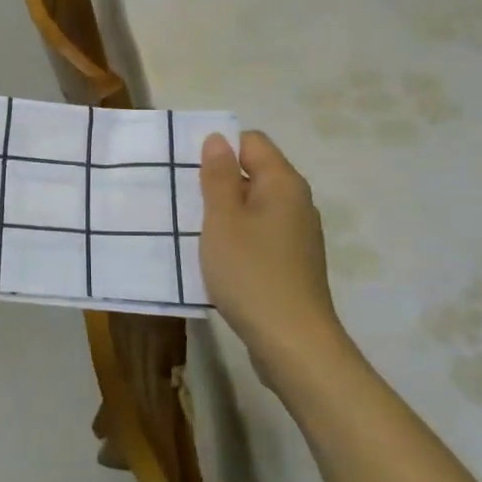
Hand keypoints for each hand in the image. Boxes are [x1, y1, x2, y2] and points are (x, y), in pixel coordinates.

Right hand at [199, 131, 353, 393]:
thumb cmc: (251, 273)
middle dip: (218, 182)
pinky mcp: (293, 263)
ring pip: (255, 207)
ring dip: (225, 214)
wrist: (293, 342)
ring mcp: (298, 235)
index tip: (188, 171)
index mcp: (283, 183)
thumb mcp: (223, 220)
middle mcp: (297, 202)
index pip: (251, 141)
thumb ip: (218, 176)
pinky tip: (217, 259)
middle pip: (254, 173)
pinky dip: (238, 239)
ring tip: (194, 230)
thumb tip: (218, 139)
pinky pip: (260, 235)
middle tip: (183, 200)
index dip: (219, 148)